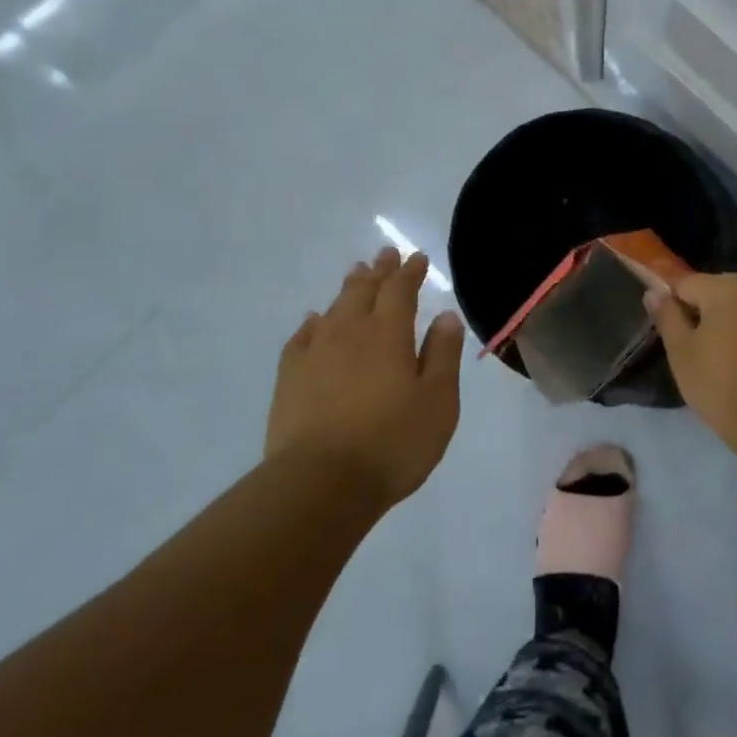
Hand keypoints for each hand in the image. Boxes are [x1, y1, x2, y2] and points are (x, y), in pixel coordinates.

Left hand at [266, 246, 464, 507]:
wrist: (320, 483)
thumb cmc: (392, 443)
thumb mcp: (438, 402)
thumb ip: (443, 355)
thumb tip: (446, 315)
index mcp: (389, 334)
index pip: (401, 290)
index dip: (410, 272)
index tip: (417, 257)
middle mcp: (351, 332)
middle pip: (365, 290)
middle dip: (379, 270)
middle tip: (385, 254)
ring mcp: (315, 353)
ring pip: (334, 308)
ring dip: (348, 288)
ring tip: (355, 273)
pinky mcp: (290, 377)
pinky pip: (302, 336)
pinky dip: (313, 322)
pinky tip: (314, 320)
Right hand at [647, 273, 736, 450]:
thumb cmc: (722, 386)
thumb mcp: (681, 352)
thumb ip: (667, 316)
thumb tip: (654, 292)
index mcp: (728, 285)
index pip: (686, 284)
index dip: (674, 307)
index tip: (673, 335)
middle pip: (718, 290)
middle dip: (705, 312)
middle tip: (697, 350)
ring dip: (731, 321)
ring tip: (723, 358)